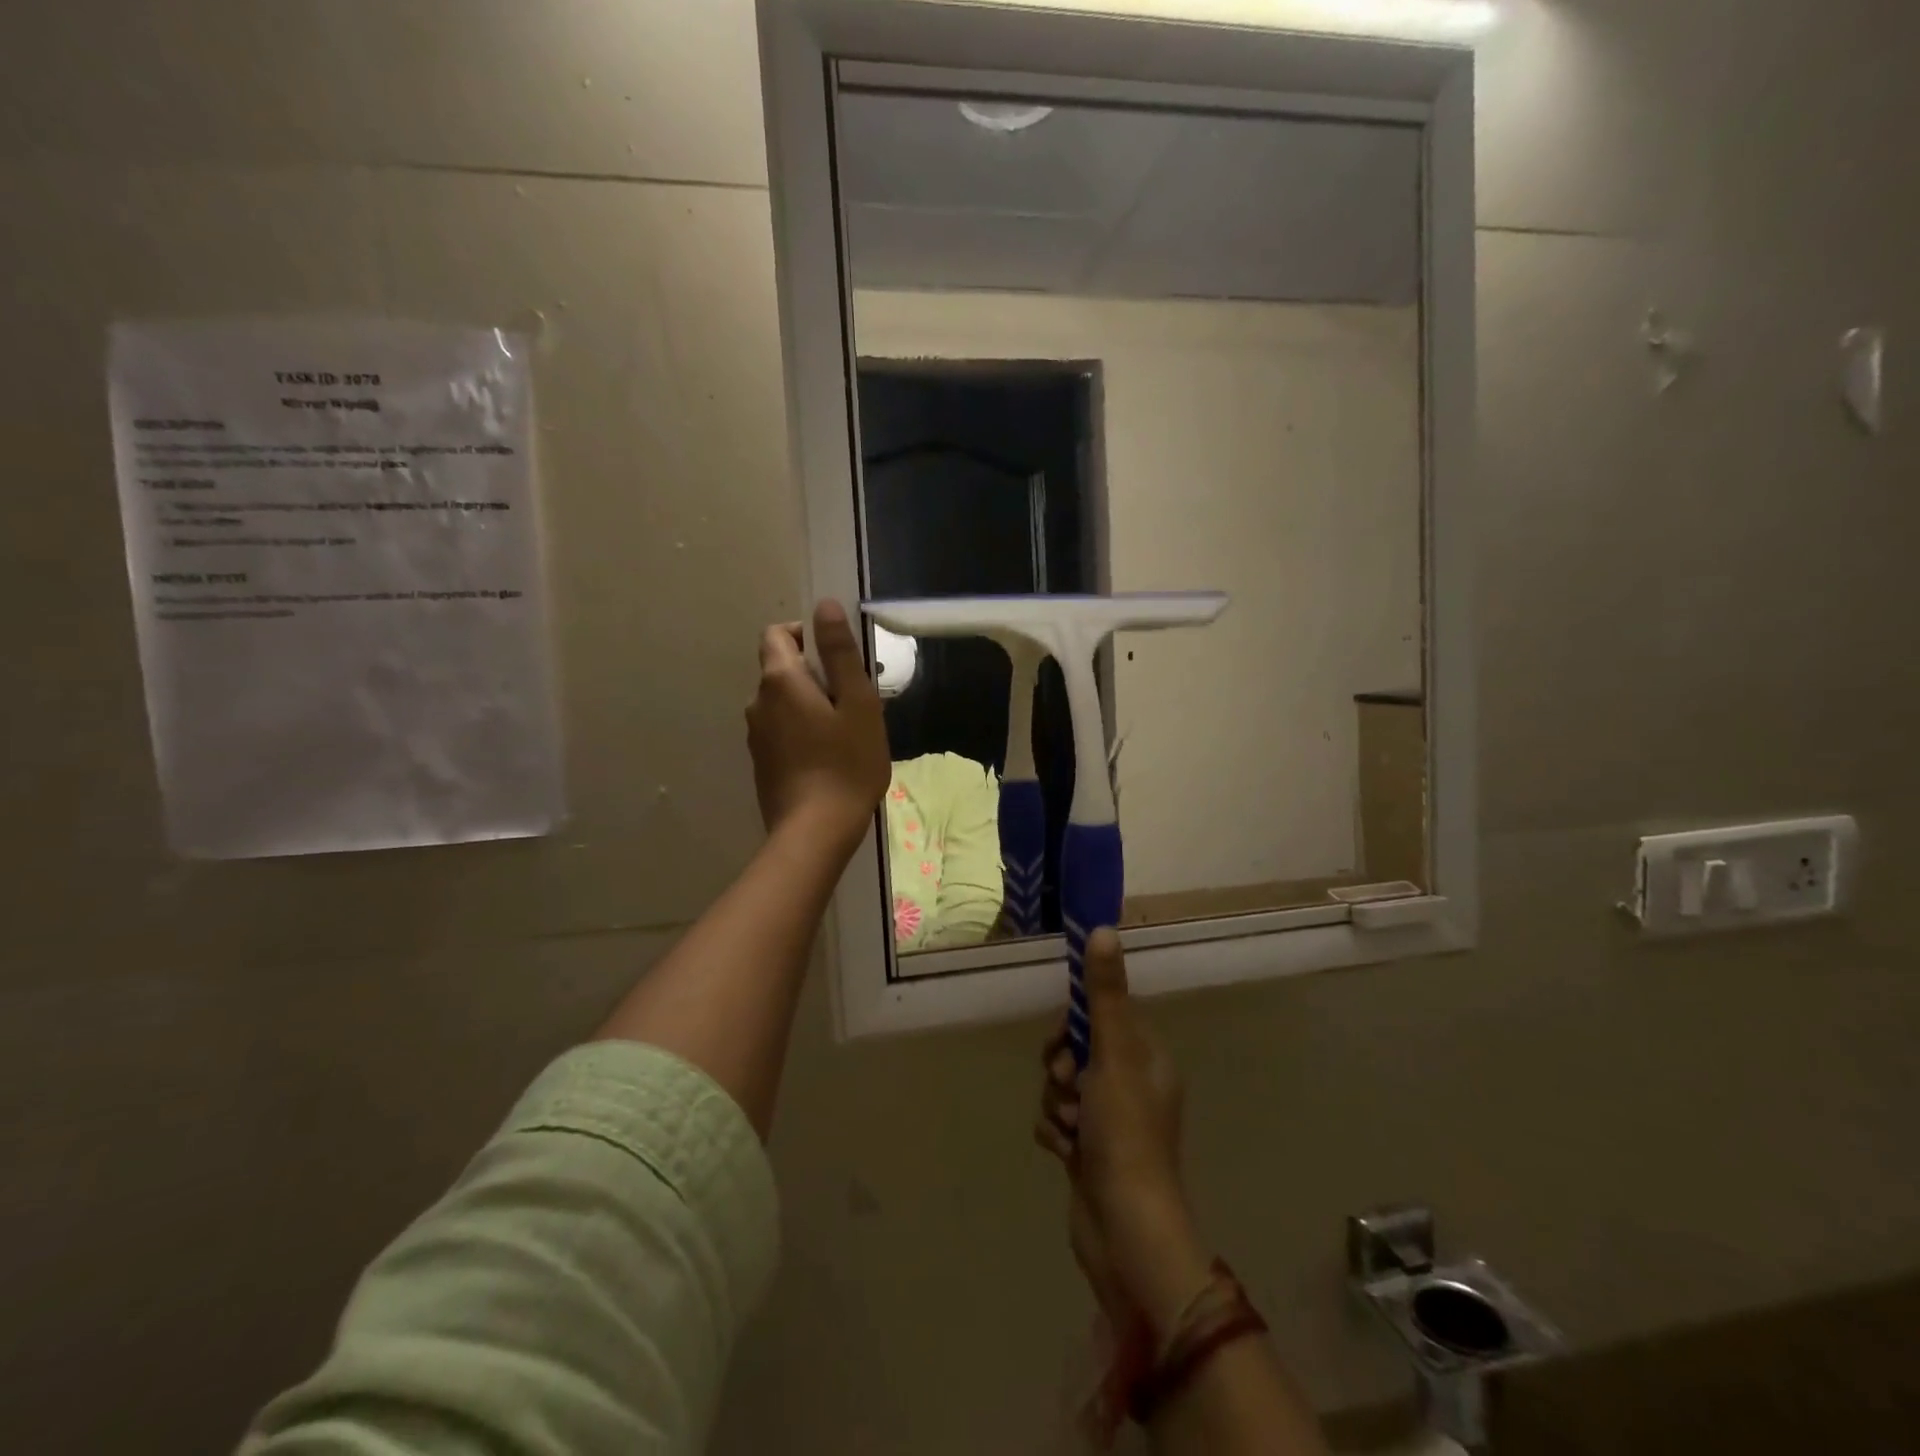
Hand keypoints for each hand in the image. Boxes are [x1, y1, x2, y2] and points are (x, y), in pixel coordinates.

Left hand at [746, 599, 890, 852]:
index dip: (805, 635)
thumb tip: (824, 606)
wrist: (815, 831)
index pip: (777, 634)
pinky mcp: (761, 763)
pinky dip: (801, 731)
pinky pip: (781, 731)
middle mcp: (758, 702)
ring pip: (782, 703)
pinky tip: (828, 758)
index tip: (836, 658)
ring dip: (809, 705)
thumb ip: (839, 652)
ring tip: (844, 734)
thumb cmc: (847, 763)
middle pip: (782, 669)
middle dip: (814, 674)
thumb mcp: (857, 703)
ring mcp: (756, 735)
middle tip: (852, 702)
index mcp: (780, 680)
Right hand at [1035, 929, 1211, 1340]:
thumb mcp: (1113, 1055)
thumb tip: (1103, 928)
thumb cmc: (1125, 1133)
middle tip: (1067, 1084)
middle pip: (1076, 1050)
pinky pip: (1056, 1119)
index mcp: (1147, 1058)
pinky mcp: (1088, 1149)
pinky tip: (1065, 1152)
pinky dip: (1054, 1131)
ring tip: (1070, 1127)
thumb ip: (1104, 994)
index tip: (1065, 1040)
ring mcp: (1109, 1120)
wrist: (1125, 1230)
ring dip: (1056, 1102)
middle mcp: (1132, 1084)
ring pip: (1061, 1085)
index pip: (1102, 1016)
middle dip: (1061, 1066)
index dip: (1076, 1024)